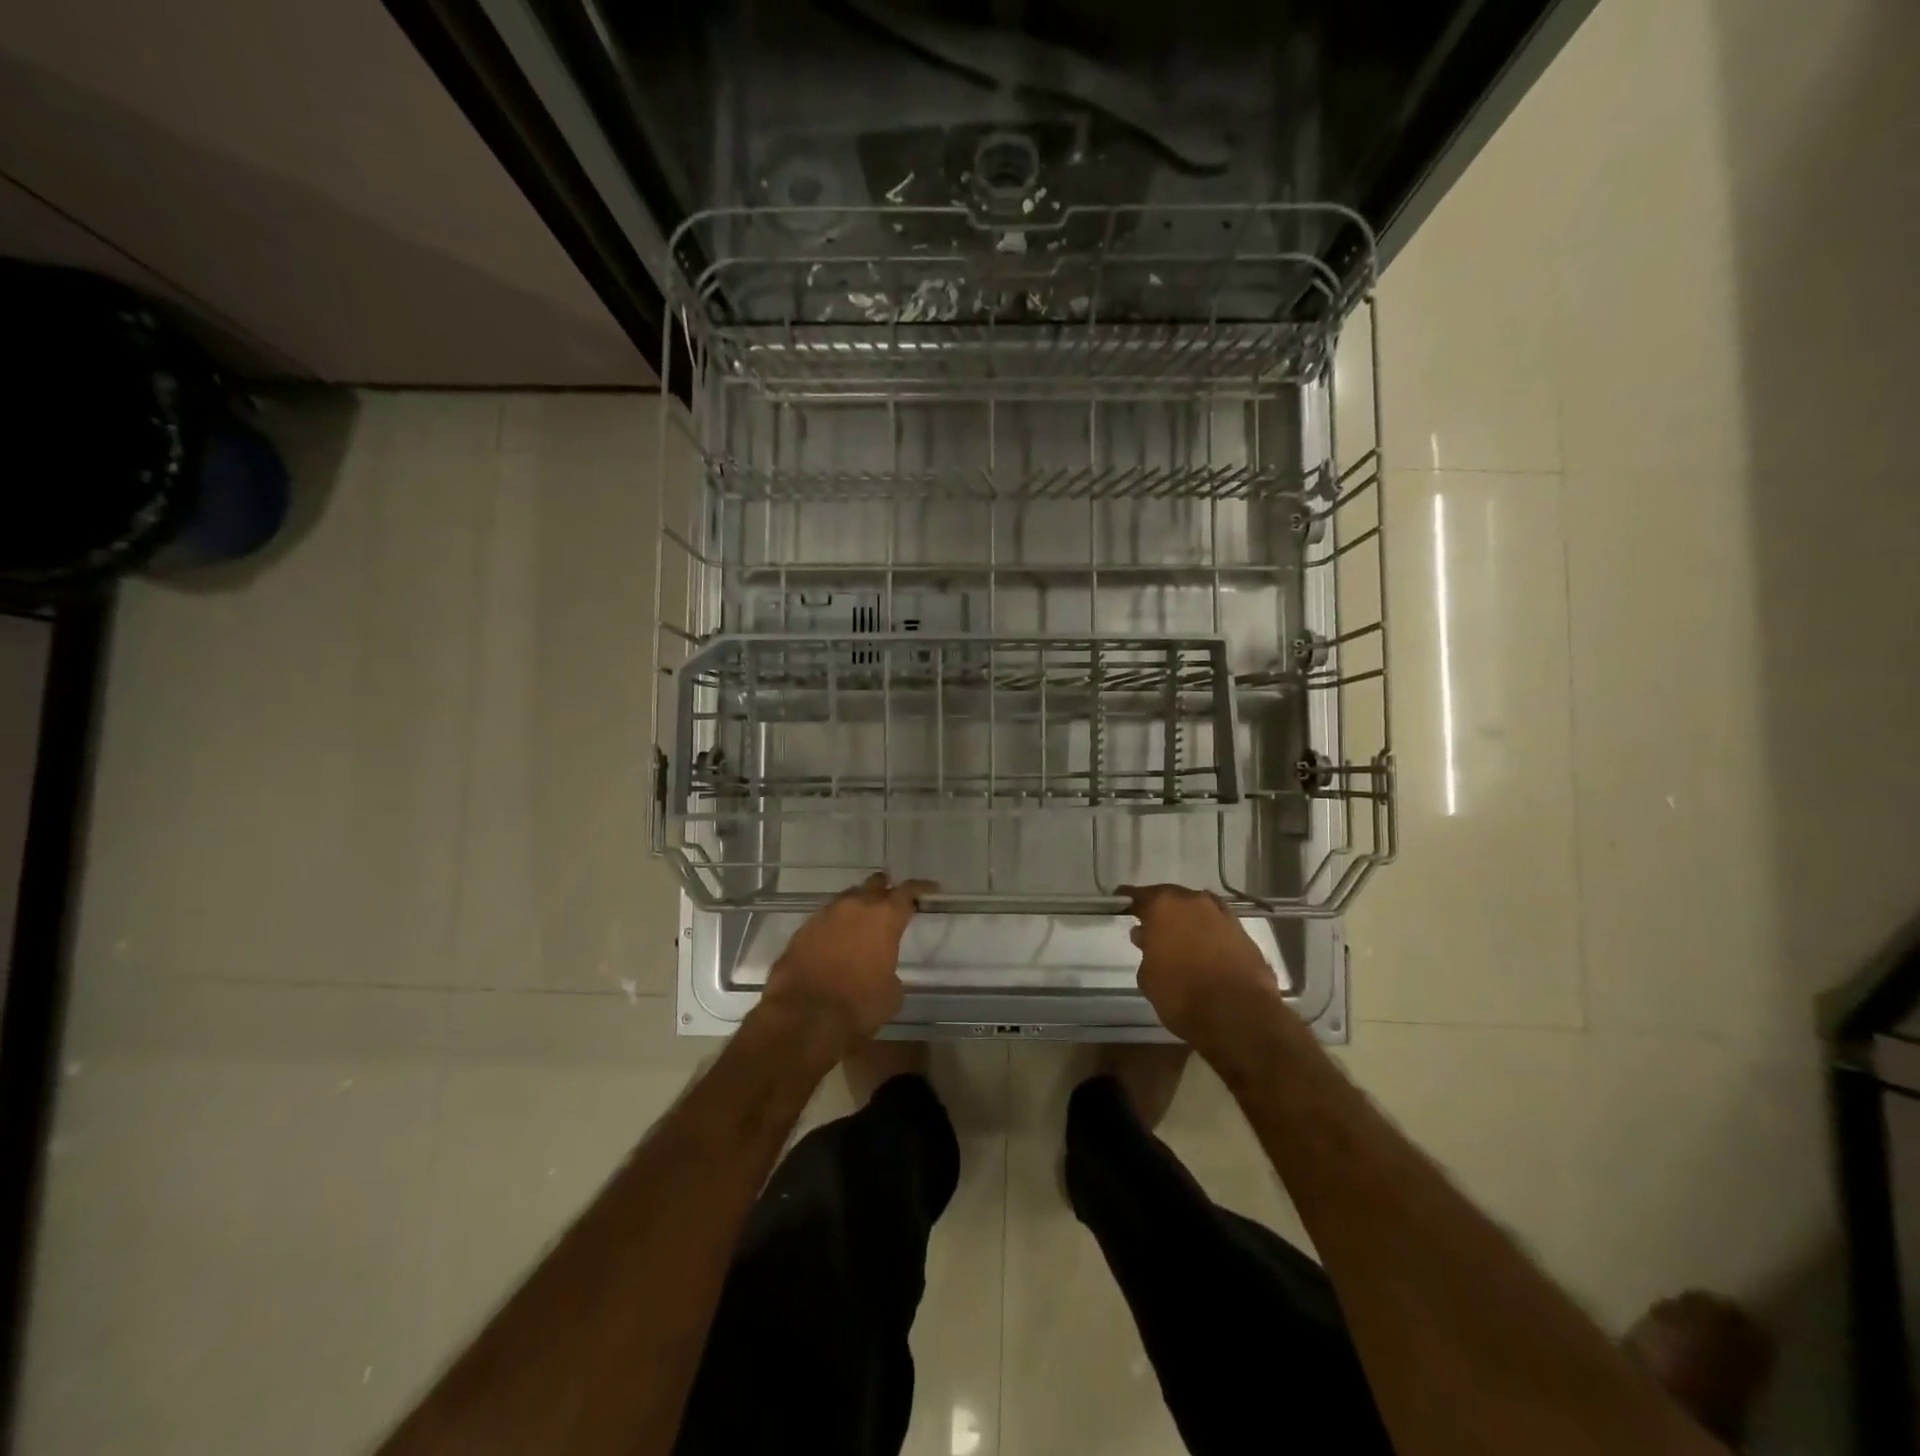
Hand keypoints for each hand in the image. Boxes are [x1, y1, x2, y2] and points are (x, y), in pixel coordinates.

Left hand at [760, 873, 934, 1058]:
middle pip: (874, 885)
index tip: (930, 889)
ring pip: (847, 899)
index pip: (908, 891)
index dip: (920, 888)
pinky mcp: (802, 930)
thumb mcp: (891, 994)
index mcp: (885, 917)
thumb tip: (882, 972)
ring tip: (861, 924)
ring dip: (857, 908)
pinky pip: (825, 919)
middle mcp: (855, 907)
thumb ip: (890, 971)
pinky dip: (834, 926)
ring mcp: (825, 915)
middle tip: (891, 903)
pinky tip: (835, 943)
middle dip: (884, 890)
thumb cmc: (859, 1006)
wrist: (804, 1017)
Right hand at [1121, 884, 1284, 1050]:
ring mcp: (1222, 914)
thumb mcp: (1148, 977)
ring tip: (1180, 939)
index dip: (1129, 901)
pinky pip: (1217, 926)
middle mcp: (1193, 901)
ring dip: (1188, 920)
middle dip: (1161, 910)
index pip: (1139, 895)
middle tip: (1151, 926)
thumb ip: (1145, 951)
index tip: (1121, 904)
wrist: (1239, 1015)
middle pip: (1172, 898)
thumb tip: (1146, 937)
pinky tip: (1204, 950)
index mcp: (1163, 905)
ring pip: (1197, 910)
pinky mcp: (1244, 933)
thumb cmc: (1182, 995)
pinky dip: (1209, 933)